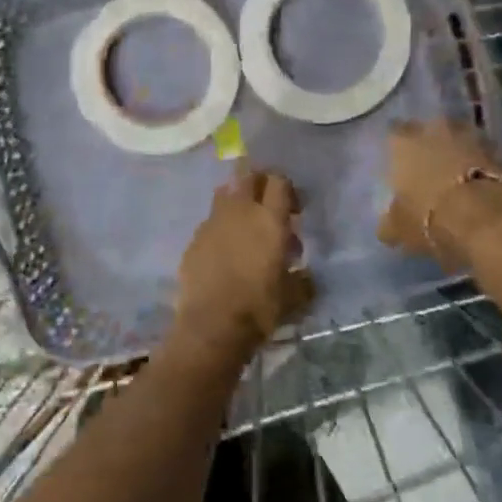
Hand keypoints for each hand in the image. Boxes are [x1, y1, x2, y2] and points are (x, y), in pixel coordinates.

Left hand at [173, 166, 313, 361]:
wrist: (211, 324)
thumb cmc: (258, 308)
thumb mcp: (293, 297)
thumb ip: (303, 281)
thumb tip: (306, 276)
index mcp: (269, 219)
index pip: (279, 182)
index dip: (287, 189)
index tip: (293, 210)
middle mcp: (240, 211)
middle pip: (249, 176)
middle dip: (260, 184)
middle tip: (268, 207)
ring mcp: (213, 221)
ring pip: (225, 193)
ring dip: (237, 201)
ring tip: (245, 226)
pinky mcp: (194, 237)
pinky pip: (210, 220)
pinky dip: (220, 227)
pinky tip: (224, 251)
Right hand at [378, 120, 501, 269]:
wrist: (487, 222)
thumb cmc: (429, 217)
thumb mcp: (398, 227)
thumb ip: (390, 222)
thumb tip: (387, 228)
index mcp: (404, 142)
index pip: (394, 133)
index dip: (397, 147)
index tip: (398, 160)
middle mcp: (435, 130)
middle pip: (431, 129)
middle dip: (431, 143)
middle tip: (429, 164)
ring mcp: (471, 138)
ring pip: (461, 139)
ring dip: (459, 151)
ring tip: (457, 174)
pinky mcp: (501, 154)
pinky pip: (485, 156)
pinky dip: (482, 165)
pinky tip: (478, 185)